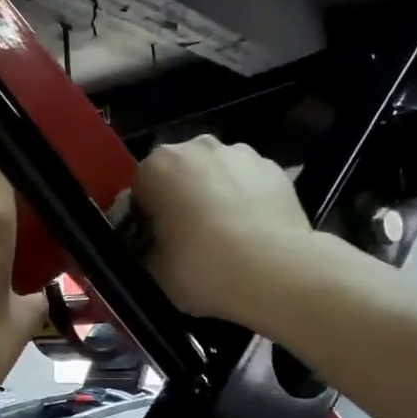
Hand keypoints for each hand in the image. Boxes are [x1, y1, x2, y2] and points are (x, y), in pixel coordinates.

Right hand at [131, 135, 315, 324]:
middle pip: (180, 173)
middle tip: (188, 239)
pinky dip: (247, 200)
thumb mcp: (155, 270)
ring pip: (216, 174)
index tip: (154, 243)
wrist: (276, 270)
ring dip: (215, 195)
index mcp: (157, 167)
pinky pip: (249, 183)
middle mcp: (197, 147)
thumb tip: (154, 244)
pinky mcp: (275, 169)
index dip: (145, 218)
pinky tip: (253, 233)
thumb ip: (147, 248)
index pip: (140, 190)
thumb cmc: (203, 267)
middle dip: (181, 198)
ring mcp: (240, 153)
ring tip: (226, 236)